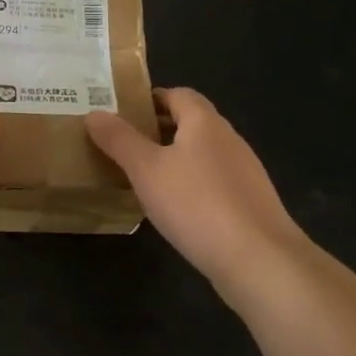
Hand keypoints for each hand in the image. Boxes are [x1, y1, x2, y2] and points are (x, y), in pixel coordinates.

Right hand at [85, 87, 306, 298]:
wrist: (260, 261)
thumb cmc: (197, 205)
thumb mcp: (146, 169)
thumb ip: (119, 140)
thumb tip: (95, 113)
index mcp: (205, 123)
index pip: (178, 94)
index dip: (150, 98)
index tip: (121, 113)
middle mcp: (229, 140)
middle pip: (190, 123)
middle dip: (157, 129)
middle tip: (122, 145)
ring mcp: (244, 173)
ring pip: (201, 154)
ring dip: (173, 159)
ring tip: (141, 177)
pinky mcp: (249, 204)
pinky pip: (213, 182)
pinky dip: (190, 185)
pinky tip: (174, 208)